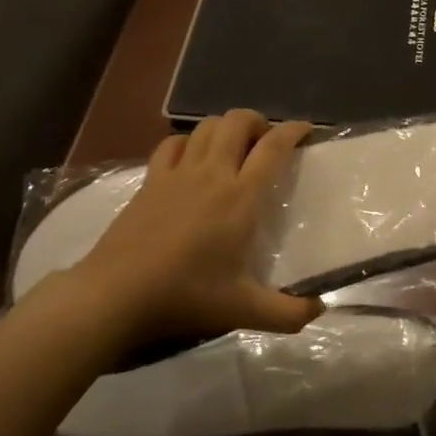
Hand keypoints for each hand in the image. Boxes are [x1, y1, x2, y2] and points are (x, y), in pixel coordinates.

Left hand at [75, 110, 321, 346]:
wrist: (116, 294)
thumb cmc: (185, 296)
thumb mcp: (243, 310)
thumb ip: (287, 314)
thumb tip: (319, 310)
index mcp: (241, 197)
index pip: (273, 147)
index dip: (293, 131)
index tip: (306, 129)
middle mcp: (212, 173)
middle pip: (238, 121)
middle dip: (258, 121)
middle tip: (267, 141)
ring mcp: (177, 173)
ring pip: (206, 126)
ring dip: (226, 127)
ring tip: (234, 146)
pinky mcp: (150, 180)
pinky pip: (172, 144)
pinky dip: (188, 141)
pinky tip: (191, 157)